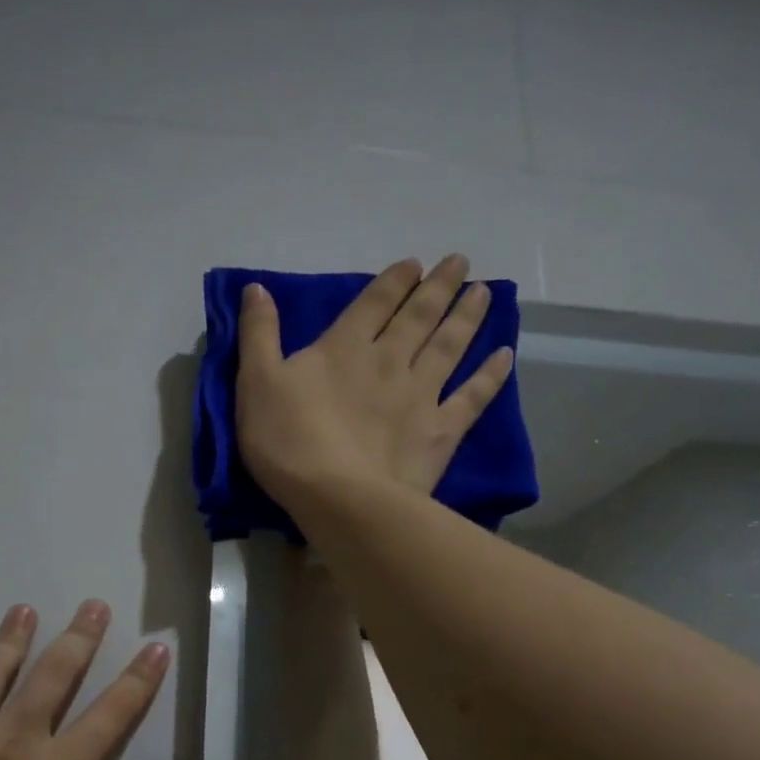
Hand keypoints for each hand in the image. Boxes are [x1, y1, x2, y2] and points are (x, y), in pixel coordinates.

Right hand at [235, 254, 513, 505]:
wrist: (336, 496)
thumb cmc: (287, 440)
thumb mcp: (255, 383)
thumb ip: (258, 334)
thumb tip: (257, 287)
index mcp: (344, 348)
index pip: (374, 303)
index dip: (394, 281)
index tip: (414, 264)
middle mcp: (389, 361)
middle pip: (419, 316)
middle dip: (438, 286)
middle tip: (460, 262)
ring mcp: (420, 395)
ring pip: (448, 346)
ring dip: (466, 316)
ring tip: (483, 292)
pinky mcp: (440, 431)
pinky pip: (472, 397)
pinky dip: (490, 375)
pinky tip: (504, 356)